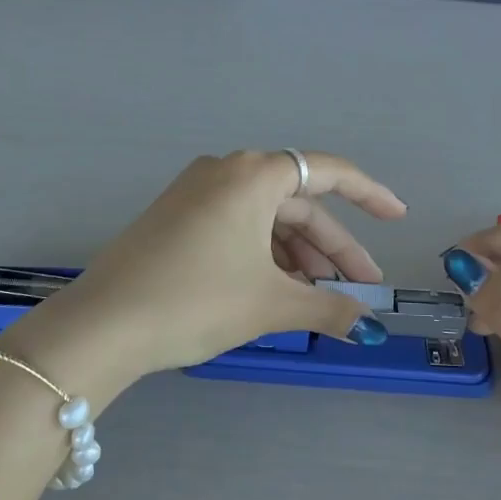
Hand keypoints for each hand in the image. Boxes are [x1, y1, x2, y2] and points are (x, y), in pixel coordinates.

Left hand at [3, 150, 406, 398]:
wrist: (102, 326)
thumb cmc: (197, 300)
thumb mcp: (270, 305)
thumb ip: (329, 309)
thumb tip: (370, 327)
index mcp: (253, 175)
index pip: (328, 172)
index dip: (369, 194)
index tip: (398, 218)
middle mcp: (225, 171)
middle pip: (297, 204)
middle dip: (332, 247)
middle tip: (358, 289)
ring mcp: (195, 193)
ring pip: (266, 219)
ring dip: (298, 257)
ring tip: (316, 300)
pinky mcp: (176, 217)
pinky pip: (237, 227)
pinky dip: (264, 256)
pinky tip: (275, 292)